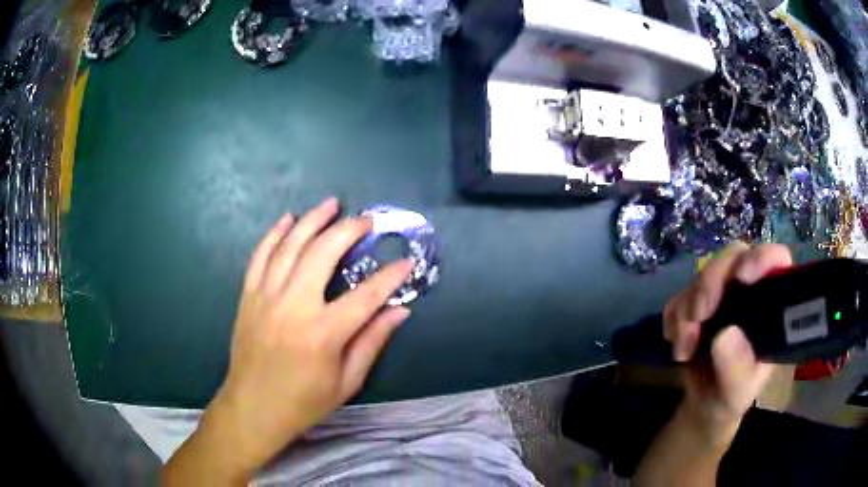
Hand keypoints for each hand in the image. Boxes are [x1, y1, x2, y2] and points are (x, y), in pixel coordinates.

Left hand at [199, 198, 412, 478]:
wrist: (252, 408)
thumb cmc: (303, 402)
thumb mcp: (346, 382)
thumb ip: (372, 342)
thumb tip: (400, 310)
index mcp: (323, 334)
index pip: (365, 295)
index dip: (390, 276)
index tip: (406, 261)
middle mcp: (293, 307)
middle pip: (323, 254)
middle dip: (347, 230)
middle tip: (365, 220)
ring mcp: (266, 297)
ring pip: (290, 246)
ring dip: (312, 220)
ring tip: (331, 204)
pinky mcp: (248, 296)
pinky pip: (260, 256)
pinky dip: (274, 233)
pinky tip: (288, 219)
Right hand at [663, 242, 791, 445]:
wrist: (704, 405)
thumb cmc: (731, 396)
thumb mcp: (738, 392)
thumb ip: (736, 368)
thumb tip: (725, 335)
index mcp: (771, 304)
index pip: (774, 260)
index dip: (760, 259)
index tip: (741, 278)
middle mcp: (749, 290)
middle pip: (733, 258)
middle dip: (711, 284)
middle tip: (697, 317)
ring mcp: (723, 293)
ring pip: (703, 274)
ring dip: (688, 308)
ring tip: (684, 347)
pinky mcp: (697, 301)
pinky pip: (680, 295)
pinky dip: (674, 318)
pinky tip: (679, 344)